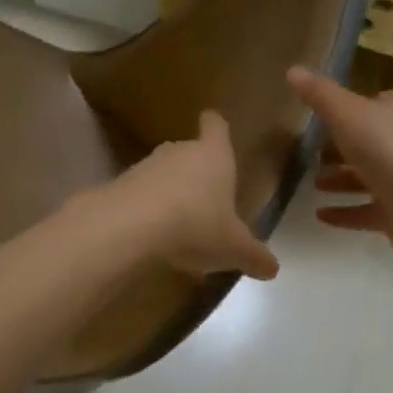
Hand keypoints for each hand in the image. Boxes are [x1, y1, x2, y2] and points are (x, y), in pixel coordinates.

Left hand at [97, 110, 279, 280]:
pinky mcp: (119, 187)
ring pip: (162, 174)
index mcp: (213, 156)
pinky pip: (139, 195)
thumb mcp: (234, 248)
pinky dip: (146, 210)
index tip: (214, 124)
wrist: (129, 228)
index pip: (216, 127)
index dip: (216, 126)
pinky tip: (152, 238)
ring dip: (170, 193)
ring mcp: (145, 167)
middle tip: (206, 198)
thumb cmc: (195, 226)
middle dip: (196, 171)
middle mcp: (179, 152)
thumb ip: (254, 256)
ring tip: (178, 226)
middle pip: (189, 152)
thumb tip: (273, 268)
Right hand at [287, 67, 392, 262]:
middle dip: (341, 148)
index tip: (321, 117)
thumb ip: (320, 95)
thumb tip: (292, 69)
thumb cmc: (388, 149)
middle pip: (369, 143)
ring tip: (312, 185)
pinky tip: (319, 215)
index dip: (349, 108)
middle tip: (309, 154)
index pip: (373, 105)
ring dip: (340, 181)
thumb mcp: (347, 114)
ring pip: (367, 178)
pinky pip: (366, 211)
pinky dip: (344, 212)